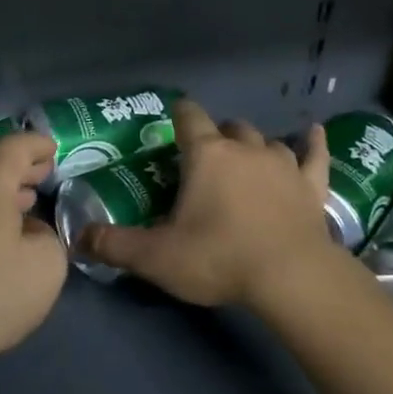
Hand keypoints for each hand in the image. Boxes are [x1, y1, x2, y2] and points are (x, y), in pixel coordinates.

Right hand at [78, 100, 354, 307]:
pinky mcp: (311, 187)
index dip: (178, 114)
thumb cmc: (219, 257)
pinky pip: (314, 156)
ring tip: (244, 162)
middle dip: (215, 136)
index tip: (171, 122)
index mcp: (206, 155)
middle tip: (203, 162)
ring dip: (253, 147)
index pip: (189, 117)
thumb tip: (78, 238)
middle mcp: (245, 149)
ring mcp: (283, 165)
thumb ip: (114, 244)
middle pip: (229, 127)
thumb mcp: (156, 256)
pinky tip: (314, 134)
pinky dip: (312, 144)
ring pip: (265, 141)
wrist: (292, 279)